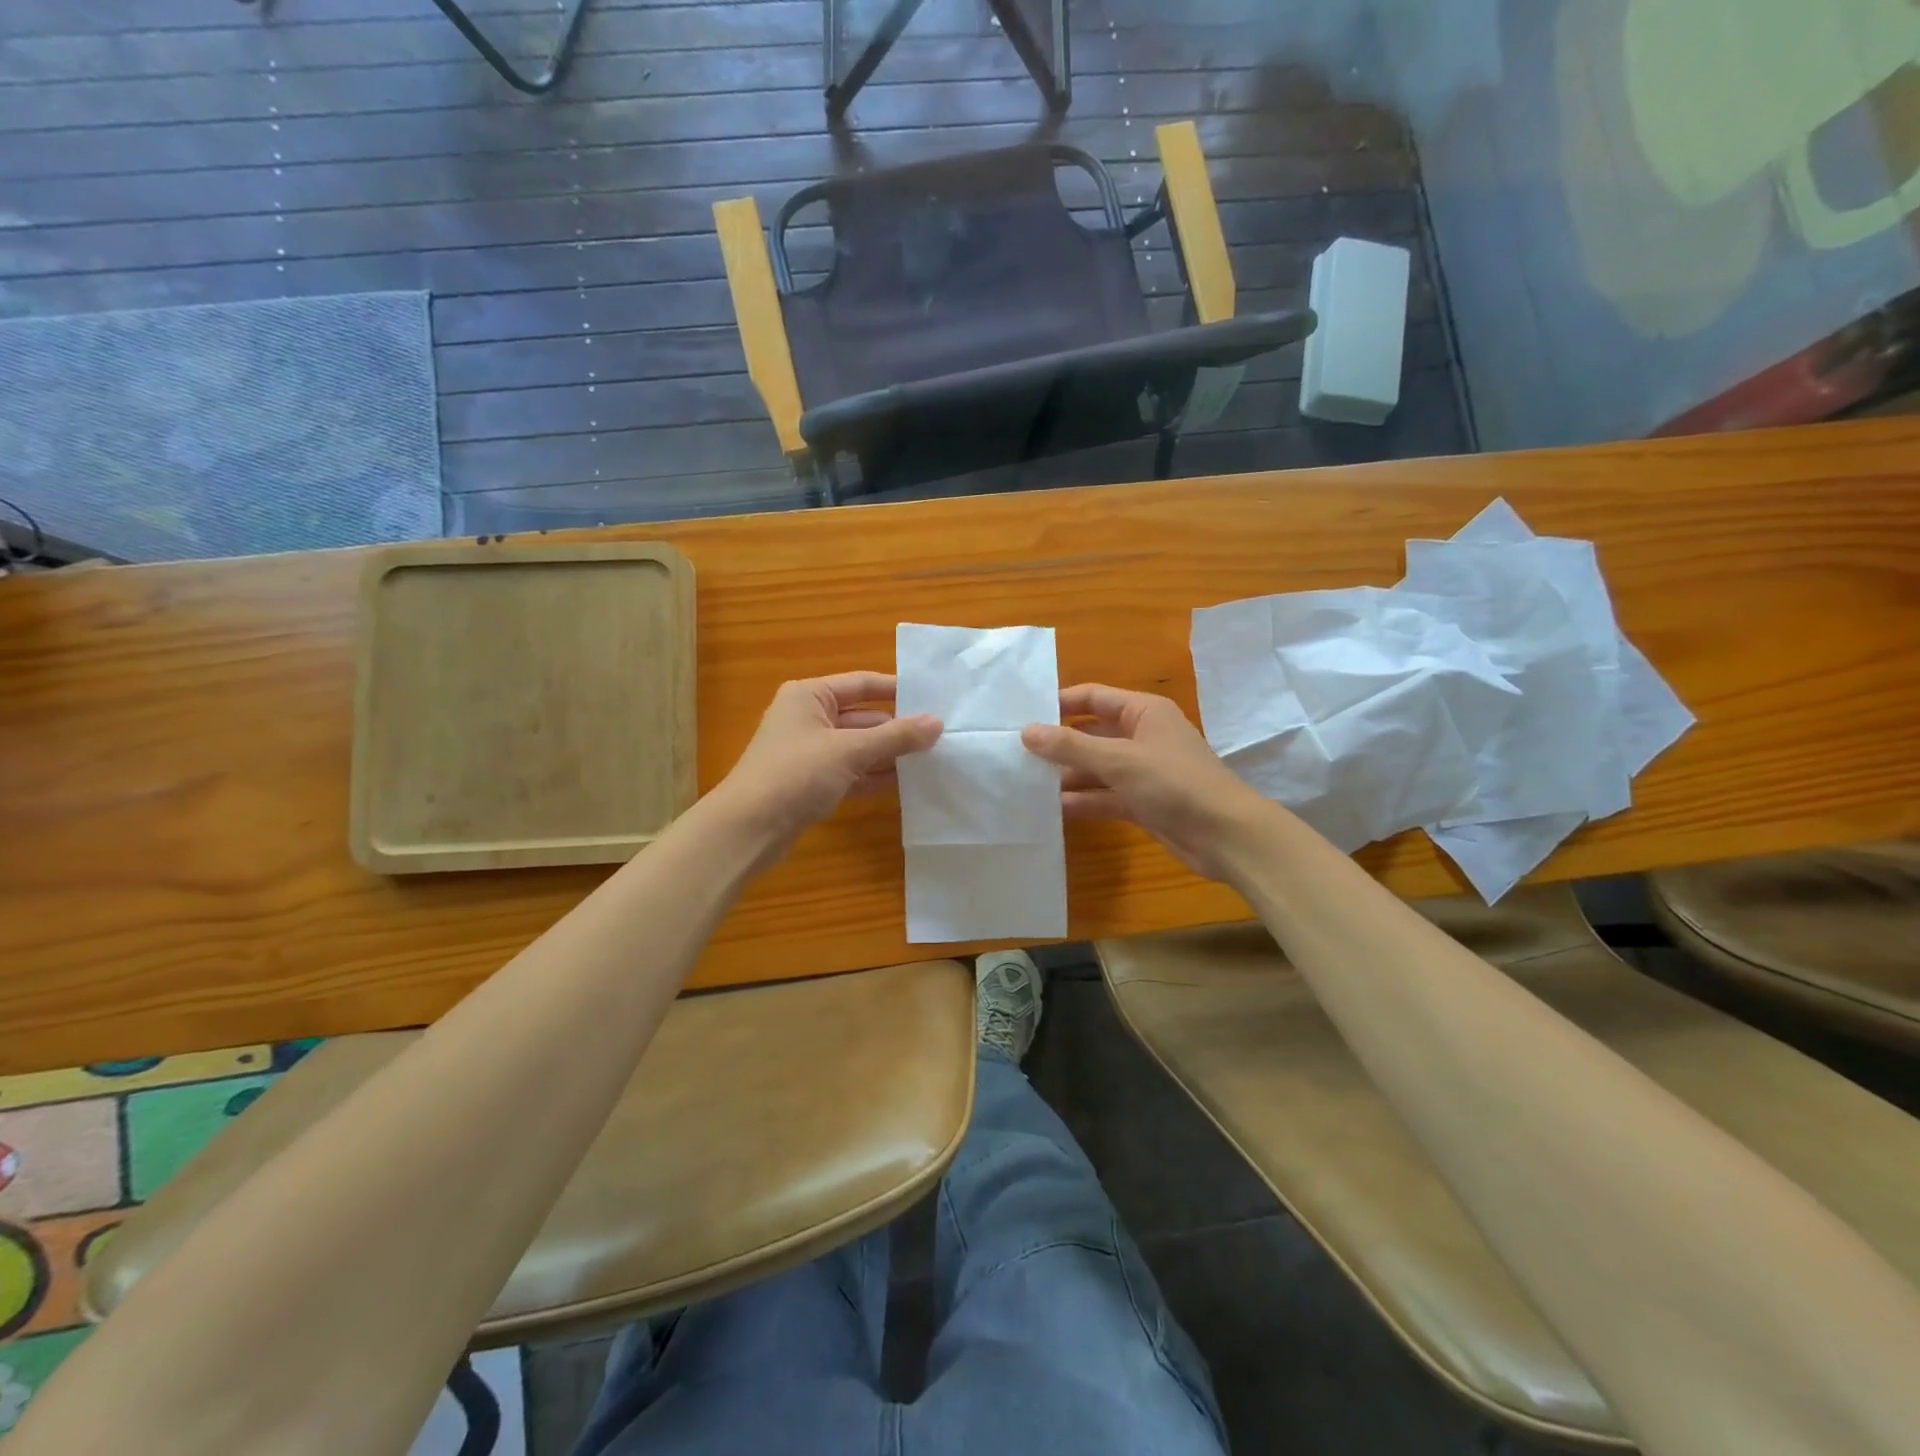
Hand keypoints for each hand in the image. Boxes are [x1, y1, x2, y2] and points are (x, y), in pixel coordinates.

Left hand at [711, 672, 941, 866]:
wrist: (749, 828)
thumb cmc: (796, 774)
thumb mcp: (850, 750)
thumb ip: (895, 737)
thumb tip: (937, 723)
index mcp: (810, 695)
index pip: (862, 684)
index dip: (898, 690)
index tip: (935, 699)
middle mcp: (809, 717)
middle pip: (863, 716)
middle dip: (898, 728)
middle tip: (941, 735)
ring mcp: (810, 752)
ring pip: (859, 746)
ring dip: (890, 754)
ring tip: (932, 759)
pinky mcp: (813, 782)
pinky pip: (852, 771)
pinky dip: (875, 775)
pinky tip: (906, 783)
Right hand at [1021, 683, 1268, 880]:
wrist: (1226, 835)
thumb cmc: (1174, 783)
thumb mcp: (1119, 760)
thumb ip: (1071, 746)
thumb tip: (1027, 731)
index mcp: (1143, 712)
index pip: (1093, 698)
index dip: (1060, 704)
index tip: (1023, 715)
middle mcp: (1142, 737)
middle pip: (1091, 735)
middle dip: (1058, 745)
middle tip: (1016, 754)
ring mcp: (1143, 772)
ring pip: (1096, 768)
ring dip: (1067, 776)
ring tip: (1026, 784)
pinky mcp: (1143, 803)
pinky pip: (1105, 796)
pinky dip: (1083, 801)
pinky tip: (1052, 809)